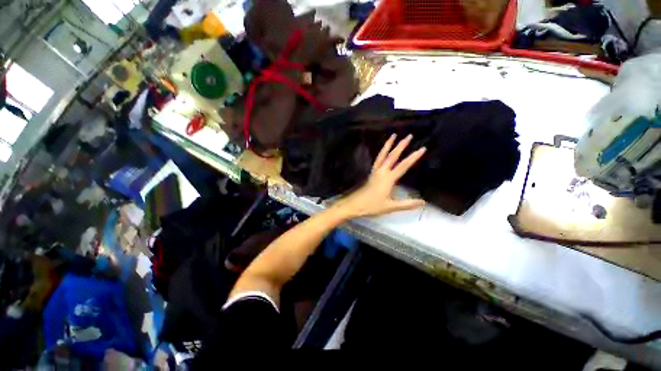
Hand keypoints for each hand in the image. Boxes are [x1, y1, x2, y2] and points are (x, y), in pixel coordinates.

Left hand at [334, 134, 425, 217]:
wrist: (355, 205)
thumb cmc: (372, 206)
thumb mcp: (390, 207)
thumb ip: (407, 204)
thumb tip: (423, 202)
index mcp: (388, 179)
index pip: (403, 166)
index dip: (413, 157)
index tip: (422, 148)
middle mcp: (382, 172)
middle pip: (392, 156)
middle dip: (401, 145)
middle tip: (409, 136)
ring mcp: (375, 172)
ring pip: (382, 155)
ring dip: (388, 145)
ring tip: (393, 135)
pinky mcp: (371, 174)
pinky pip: (377, 160)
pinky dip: (382, 153)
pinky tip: (383, 151)